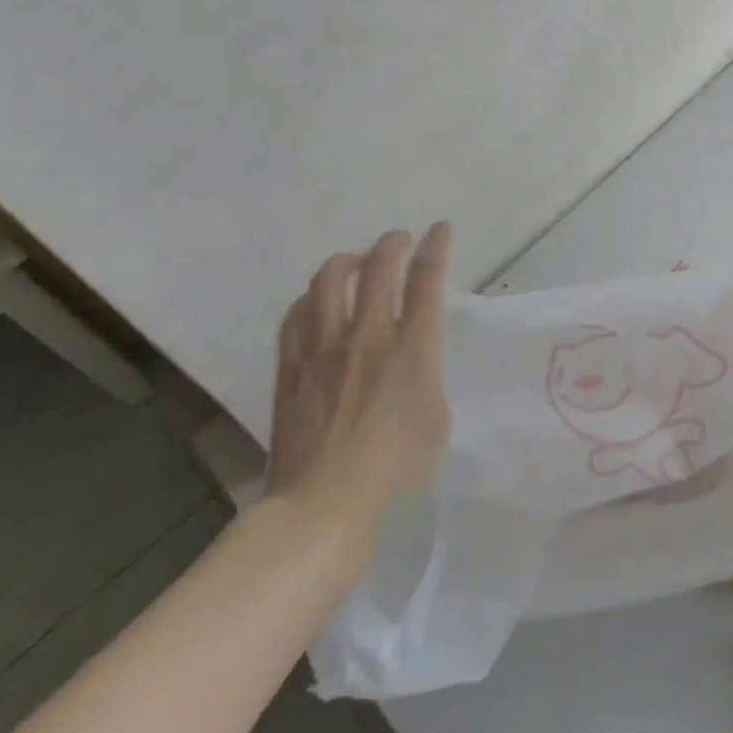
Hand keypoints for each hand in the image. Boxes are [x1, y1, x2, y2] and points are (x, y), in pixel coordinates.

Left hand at [265, 225, 452, 544]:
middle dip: (392, 243)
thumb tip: (412, 358)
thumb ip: (426, 375)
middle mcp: (368, 336)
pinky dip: (312, 297)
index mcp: (412, 349)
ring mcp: (323, 348)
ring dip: (347, 261)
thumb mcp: (436, 418)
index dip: (436, 246)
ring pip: (329, 280)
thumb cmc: (395, 467)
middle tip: (398, 240)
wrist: (323, 503)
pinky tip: (317, 302)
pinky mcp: (291, 366)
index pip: (427, 280)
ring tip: (355, 262)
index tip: (440, 229)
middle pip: (378, 267)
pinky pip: (297, 313)